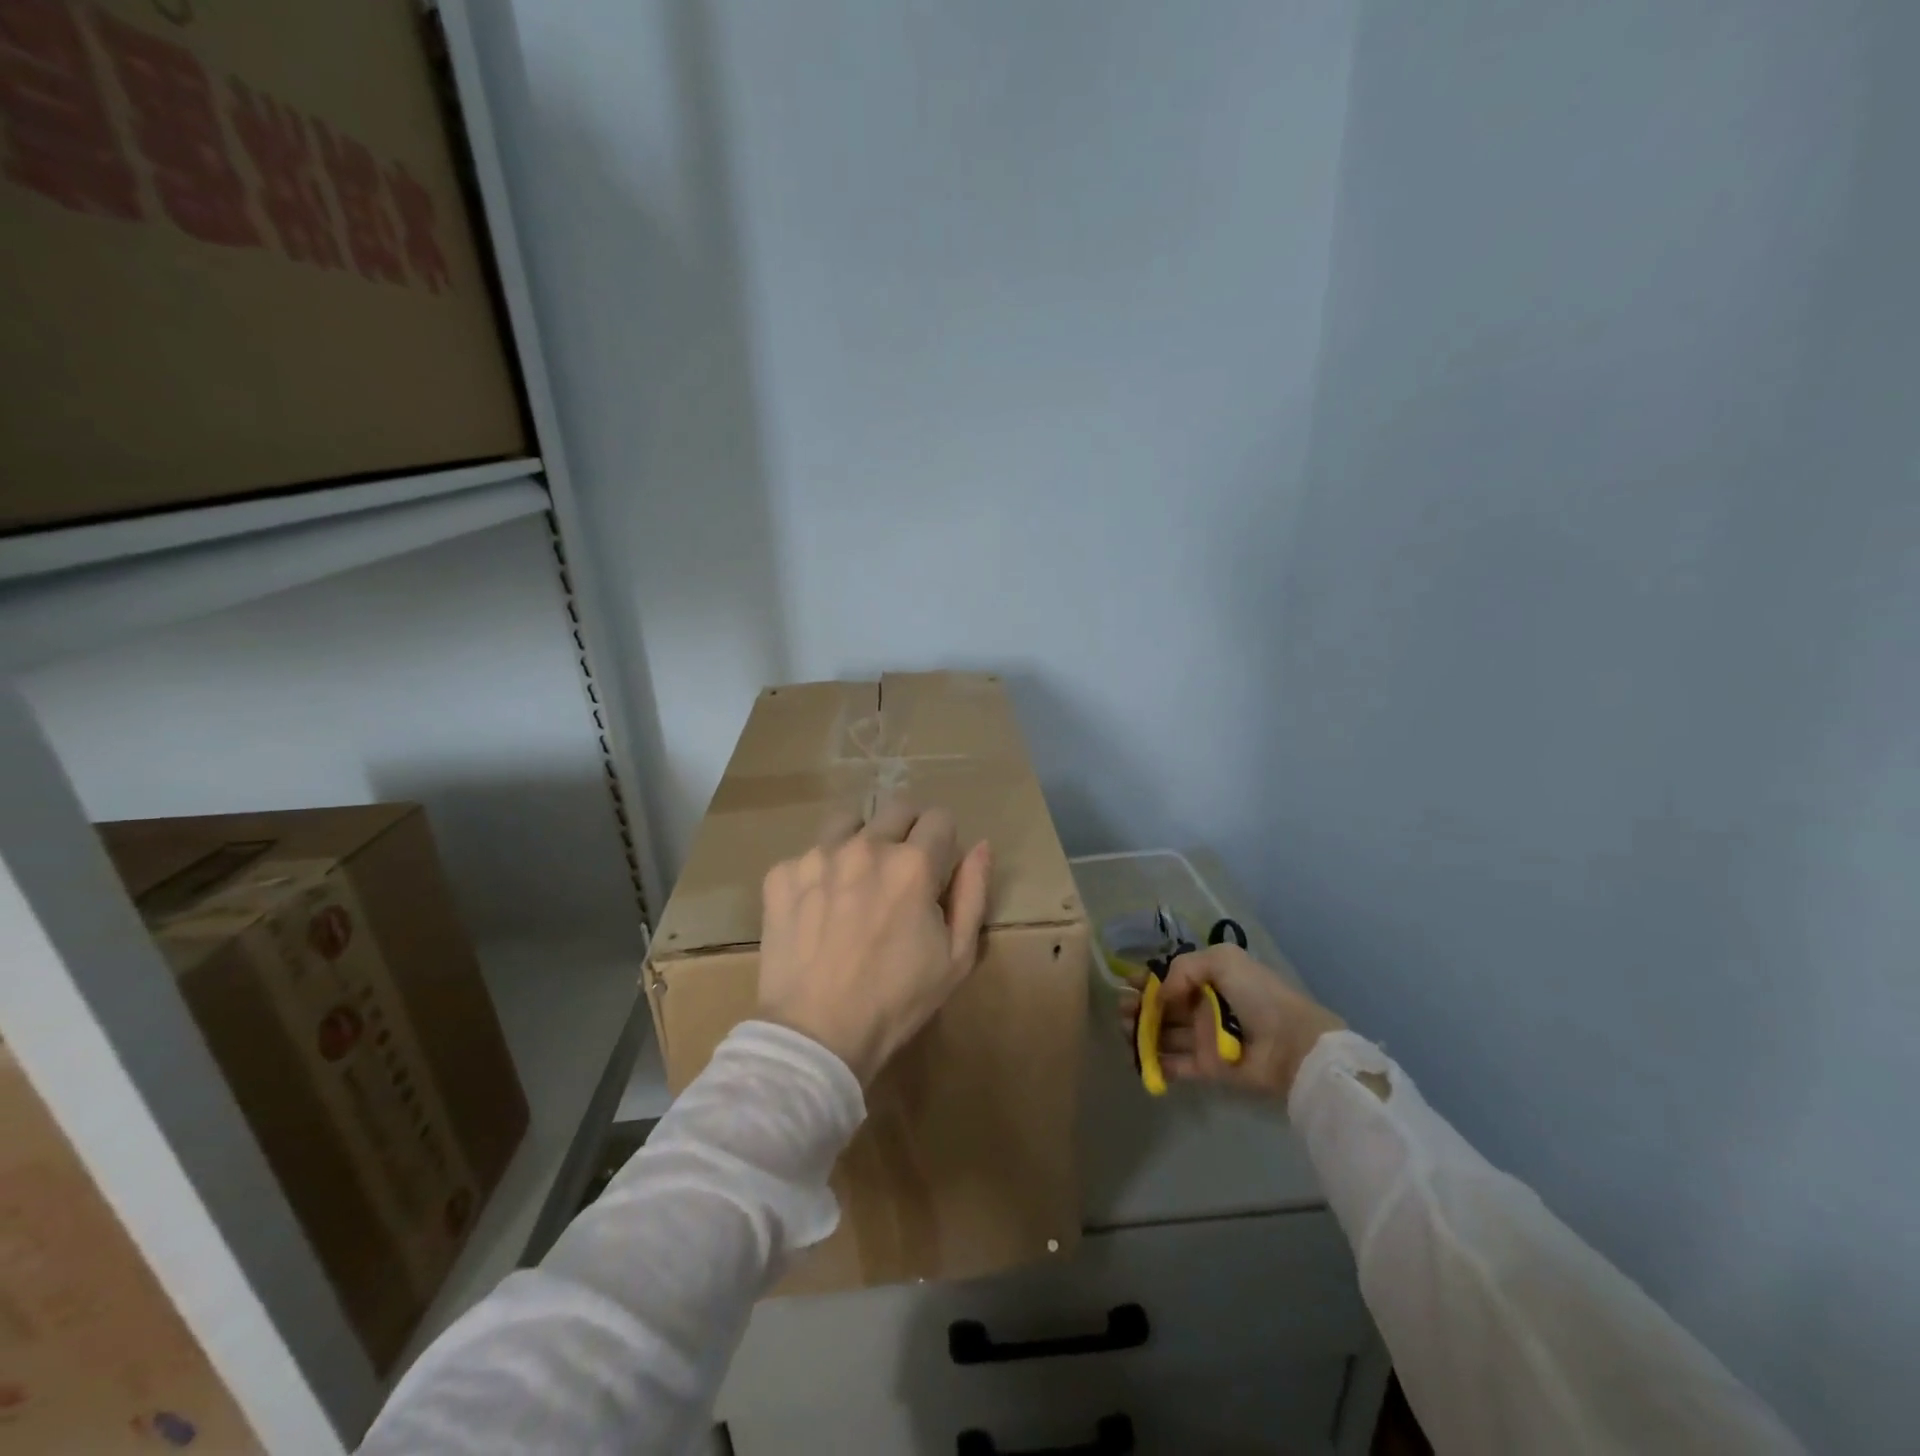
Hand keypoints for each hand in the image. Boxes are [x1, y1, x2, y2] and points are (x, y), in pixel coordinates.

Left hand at [758, 799, 991, 1085]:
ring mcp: (818, 856)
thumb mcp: (956, 956)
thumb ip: (973, 893)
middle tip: (899, 873)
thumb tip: (980, 846)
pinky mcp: (781, 873)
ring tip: (856, 881)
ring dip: (860, 841)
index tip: (935, 870)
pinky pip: (808, 854)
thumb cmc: (896, 1001)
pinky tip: (817, 909)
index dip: (943, 843)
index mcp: (913, 864)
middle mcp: (866, 847)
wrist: (816, 1034)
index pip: (940, 817)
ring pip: (848, 822)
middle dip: (906, 832)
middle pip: (896, 808)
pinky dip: (819, 873)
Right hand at [1118, 942, 1343, 1100]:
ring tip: (1126, 1030)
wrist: (1291, 1043)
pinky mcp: (1206, 1069)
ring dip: (1141, 1032)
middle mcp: (1202, 1008)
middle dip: (1138, 1006)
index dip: (1146, 979)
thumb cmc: (1258, 995)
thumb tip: (1160, 995)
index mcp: (1208, 980)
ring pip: (1163, 1035)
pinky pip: (1175, 1066)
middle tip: (1123, 1009)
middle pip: (1161, 1007)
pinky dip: (1155, 1063)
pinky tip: (1138, 1057)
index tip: (1127, 982)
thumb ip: (1183, 968)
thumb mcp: (1223, 960)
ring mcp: (1203, 1040)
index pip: (1169, 978)